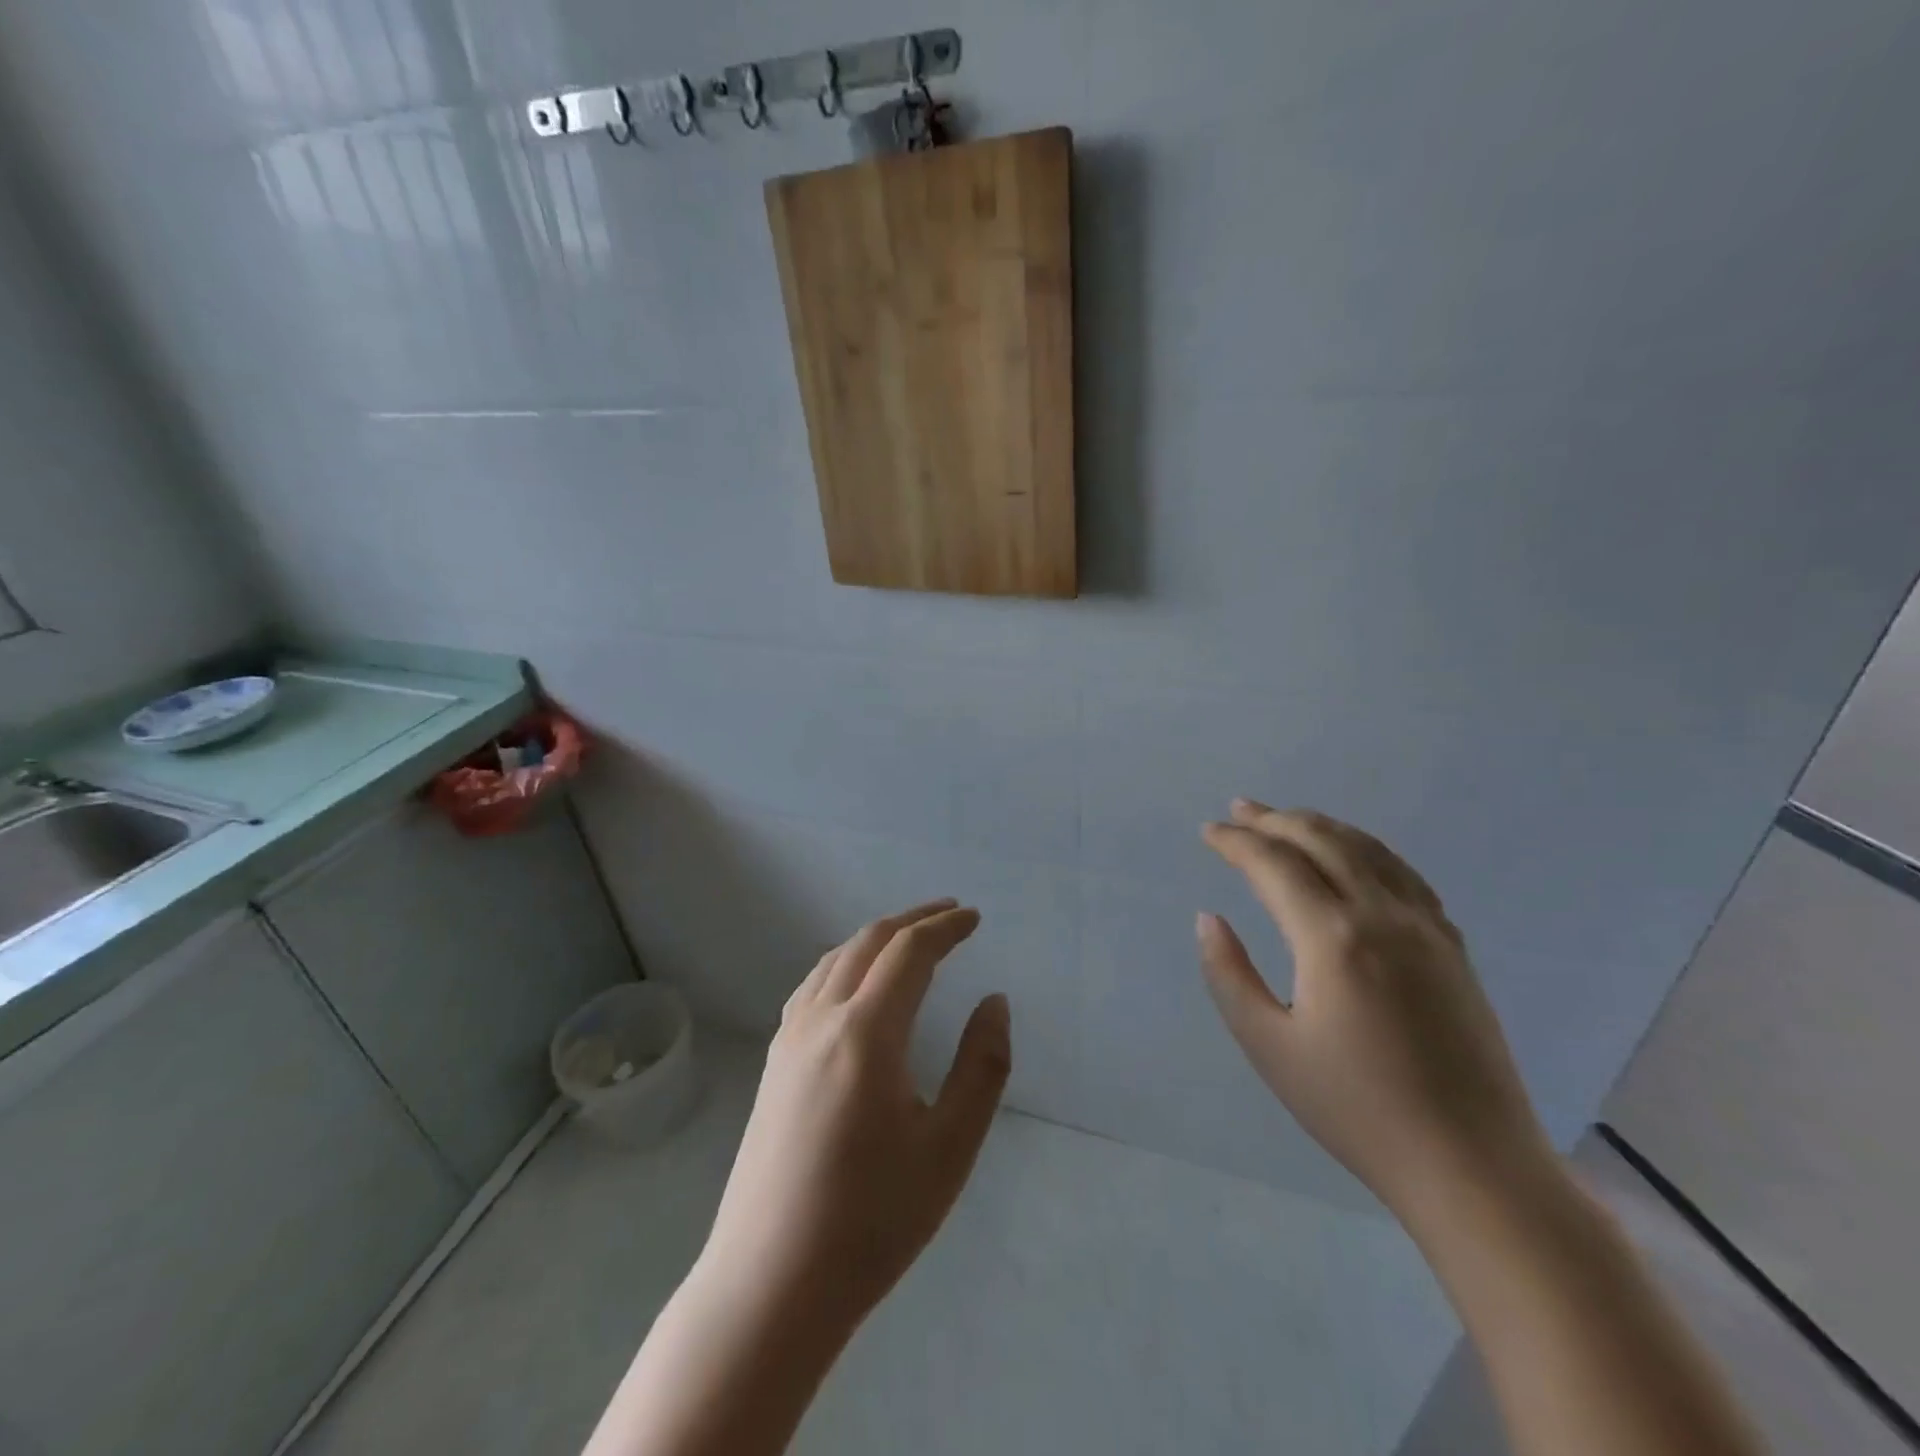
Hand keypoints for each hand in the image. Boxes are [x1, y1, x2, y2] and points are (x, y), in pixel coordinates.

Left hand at [699, 899, 1012, 1332]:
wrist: (770, 1283)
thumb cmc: (871, 1220)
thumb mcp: (950, 1148)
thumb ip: (982, 1066)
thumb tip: (995, 1002)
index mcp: (866, 1032)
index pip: (909, 951)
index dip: (945, 927)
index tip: (975, 918)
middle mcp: (822, 1019)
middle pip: (869, 942)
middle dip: (913, 920)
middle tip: (951, 915)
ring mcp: (789, 1039)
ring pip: (835, 959)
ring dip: (877, 937)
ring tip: (910, 940)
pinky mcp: (773, 1063)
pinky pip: (813, 985)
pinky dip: (845, 962)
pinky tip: (856, 984)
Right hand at [1197, 802, 1549, 1217]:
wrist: (1473, 1166)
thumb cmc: (1356, 1110)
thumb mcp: (1270, 1046)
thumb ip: (1229, 974)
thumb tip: (1208, 919)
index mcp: (1333, 938)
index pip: (1274, 865)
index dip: (1236, 842)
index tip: (1207, 832)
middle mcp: (1383, 916)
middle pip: (1323, 841)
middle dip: (1275, 820)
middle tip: (1239, 811)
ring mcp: (1426, 927)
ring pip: (1367, 850)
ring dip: (1320, 826)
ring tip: (1286, 819)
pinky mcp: (1452, 947)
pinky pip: (1403, 874)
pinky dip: (1365, 849)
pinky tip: (1352, 857)